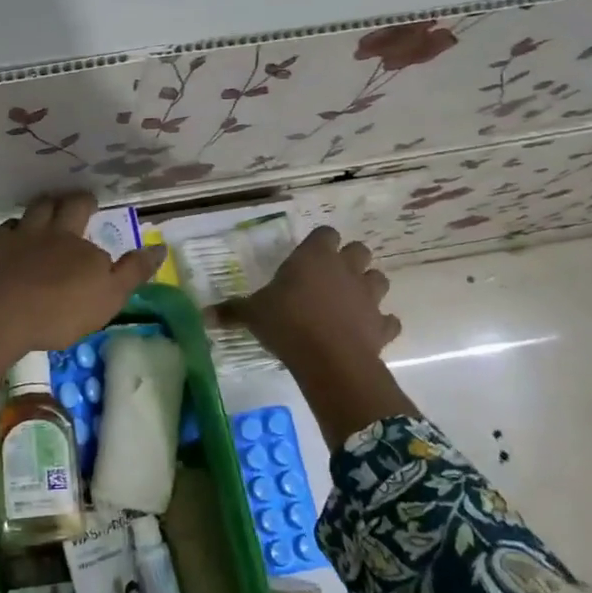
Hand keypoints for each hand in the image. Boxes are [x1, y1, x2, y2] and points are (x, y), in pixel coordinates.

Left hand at [0, 191, 166, 392]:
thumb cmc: (57, 312)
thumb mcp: (107, 298)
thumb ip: (132, 272)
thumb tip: (160, 247)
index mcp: (79, 244)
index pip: (95, 233)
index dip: (97, 229)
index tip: (101, 223)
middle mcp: (49, 232)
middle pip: (62, 205)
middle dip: (73, 200)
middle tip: (79, 200)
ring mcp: (15, 237)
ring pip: (31, 212)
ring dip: (42, 208)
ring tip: (45, 210)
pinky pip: (2, 231)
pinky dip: (10, 232)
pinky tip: (8, 241)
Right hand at [220, 226, 419, 447]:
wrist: (329, 359)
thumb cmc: (287, 323)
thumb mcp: (253, 315)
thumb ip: (232, 311)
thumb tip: (204, 314)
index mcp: (315, 257)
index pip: (325, 233)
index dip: (319, 243)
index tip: (307, 256)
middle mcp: (345, 269)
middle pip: (359, 250)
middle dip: (349, 260)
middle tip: (329, 277)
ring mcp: (368, 296)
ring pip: (378, 279)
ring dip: (367, 287)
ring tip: (349, 302)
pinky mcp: (382, 325)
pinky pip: (387, 320)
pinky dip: (380, 324)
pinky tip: (366, 332)